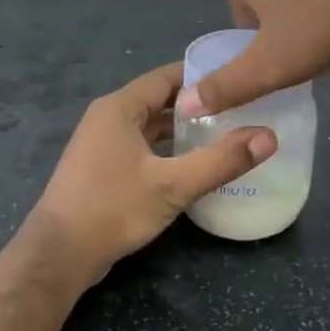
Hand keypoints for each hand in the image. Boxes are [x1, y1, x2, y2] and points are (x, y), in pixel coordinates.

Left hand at [25, 62, 276, 284]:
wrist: (60, 254)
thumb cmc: (113, 208)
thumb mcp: (174, 185)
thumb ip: (222, 160)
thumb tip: (269, 136)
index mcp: (120, 108)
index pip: (166, 76)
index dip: (202, 76)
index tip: (238, 79)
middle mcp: (107, 118)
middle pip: (158, 100)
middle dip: (196, 105)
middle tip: (239, 108)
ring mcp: (101, 144)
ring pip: (149, 126)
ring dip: (181, 129)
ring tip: (223, 133)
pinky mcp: (101, 168)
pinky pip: (140, 147)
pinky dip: (165, 149)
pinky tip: (190, 164)